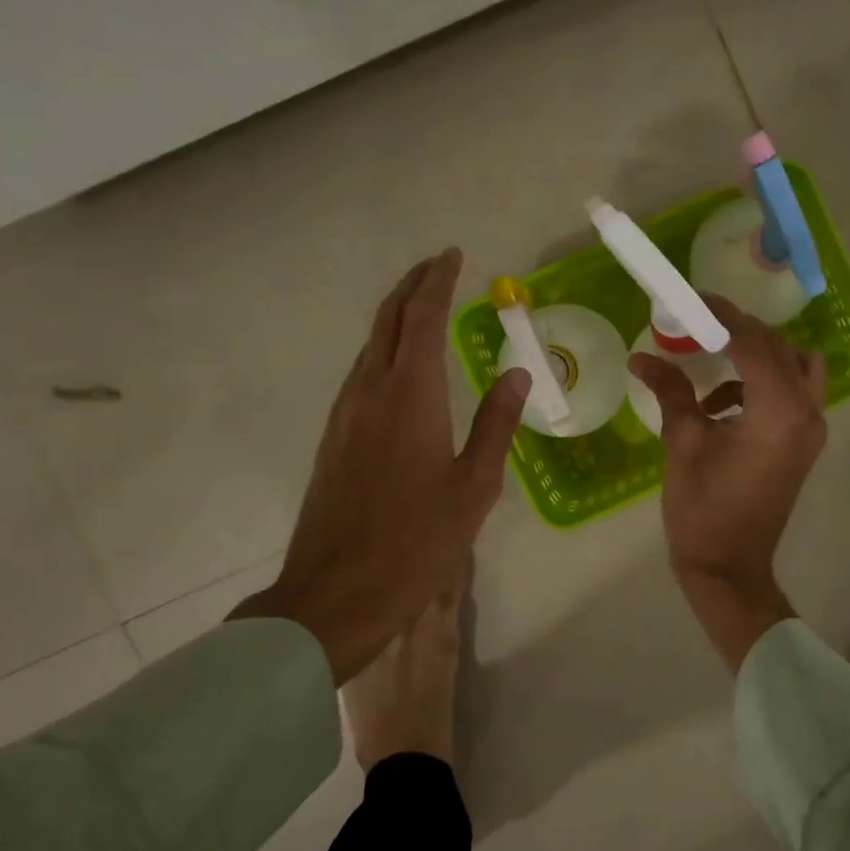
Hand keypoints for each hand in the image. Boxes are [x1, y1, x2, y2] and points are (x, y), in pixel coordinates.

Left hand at [235, 248, 529, 683]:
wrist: (335, 593)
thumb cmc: (418, 541)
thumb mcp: (475, 485)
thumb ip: (497, 423)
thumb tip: (516, 371)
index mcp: (411, 396)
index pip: (424, 318)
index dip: (439, 282)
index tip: (454, 256)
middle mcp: (370, 391)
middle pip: (388, 320)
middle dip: (412, 286)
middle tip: (438, 266)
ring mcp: (345, 414)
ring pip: (370, 345)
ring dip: (396, 316)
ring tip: (424, 304)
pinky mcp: (333, 437)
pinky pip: (361, 373)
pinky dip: (384, 349)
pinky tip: (401, 364)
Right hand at [629, 294, 826, 670]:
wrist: (729, 569)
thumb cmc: (703, 509)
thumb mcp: (683, 442)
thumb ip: (671, 390)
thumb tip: (642, 356)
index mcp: (780, 410)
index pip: (753, 342)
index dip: (721, 316)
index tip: (692, 299)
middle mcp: (807, 413)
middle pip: (780, 349)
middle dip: (740, 332)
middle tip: (699, 326)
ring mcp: (811, 431)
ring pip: (795, 369)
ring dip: (757, 358)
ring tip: (710, 364)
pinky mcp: (803, 446)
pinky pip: (791, 395)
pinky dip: (760, 386)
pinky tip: (719, 406)